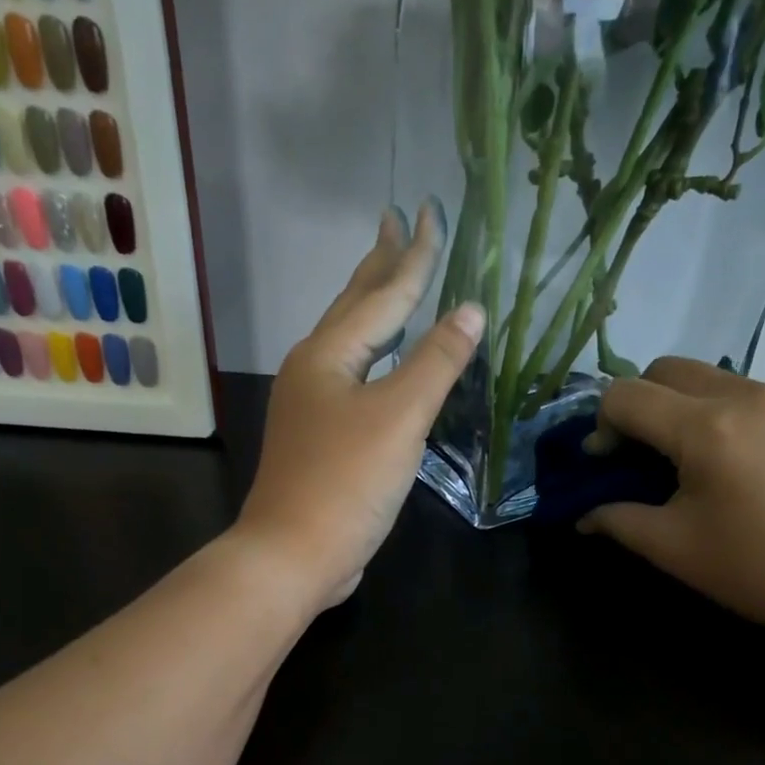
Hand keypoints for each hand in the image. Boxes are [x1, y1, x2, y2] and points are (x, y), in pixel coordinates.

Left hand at [236, 202, 484, 609]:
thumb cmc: (347, 481)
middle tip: (395, 222)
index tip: (429, 210)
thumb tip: (470, 308)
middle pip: (355, 308)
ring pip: (352, 345)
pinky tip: (386, 367)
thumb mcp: (399, 416)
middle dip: (380, 266)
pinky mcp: (322, 440)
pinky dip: (378, 361)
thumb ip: (436, 361)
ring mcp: (313, 407)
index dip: (414, 255)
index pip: (383, 294)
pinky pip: (356, 381)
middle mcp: (314, 371)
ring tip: (393, 283)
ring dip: (375, 311)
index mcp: (328, 355)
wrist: (294, 554)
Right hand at [579, 358, 764, 653]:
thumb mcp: (674, 548)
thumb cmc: (757, 568)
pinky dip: (707, 410)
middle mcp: (740, 395)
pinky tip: (716, 458)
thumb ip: (617, 520)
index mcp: (705, 428)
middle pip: (662, 370)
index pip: (625, 395)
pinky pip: (734, 391)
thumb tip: (583, 515)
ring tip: (674, 457)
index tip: (604, 465)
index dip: (601, 426)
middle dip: (634, 404)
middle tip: (633, 454)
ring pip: (700, 376)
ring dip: (671, 404)